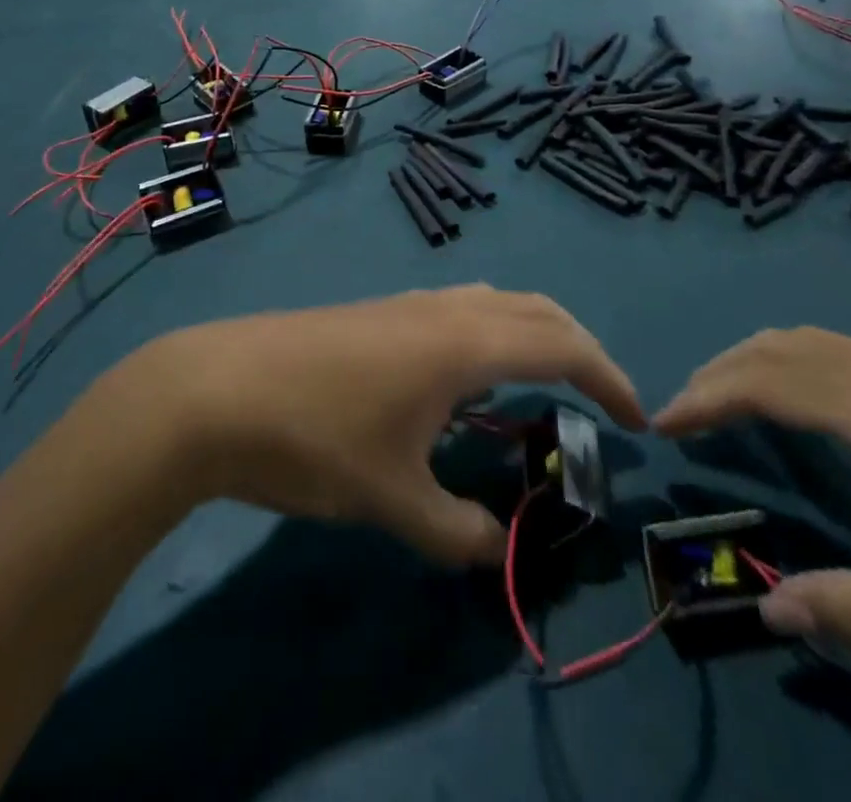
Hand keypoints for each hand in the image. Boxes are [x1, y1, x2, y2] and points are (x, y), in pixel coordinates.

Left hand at [111, 287, 642, 565]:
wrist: (214, 389)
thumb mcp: (392, 500)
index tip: (635, 419)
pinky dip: (487, 334)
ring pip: (493, 302)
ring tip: (539, 386)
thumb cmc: (314, 438)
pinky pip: (456, 311)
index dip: (608, 377)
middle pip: (535, 309)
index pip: (562, 345)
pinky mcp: (376, 313)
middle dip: (579, 347)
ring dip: (530, 333)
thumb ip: (456, 532)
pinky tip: (464, 383)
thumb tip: (493, 548)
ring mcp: (406, 304)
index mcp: (464, 343)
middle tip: (598, 398)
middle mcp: (444, 309)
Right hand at [654, 328, 850, 664]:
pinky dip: (791, 360)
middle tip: (681, 415)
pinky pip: (838, 349)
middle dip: (718, 373)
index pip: (766, 383)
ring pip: (808, 339)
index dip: (706, 397)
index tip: (662, 423)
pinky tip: (801, 400)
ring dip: (753, 360)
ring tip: (723, 401)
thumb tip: (772, 612)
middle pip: (778, 348)